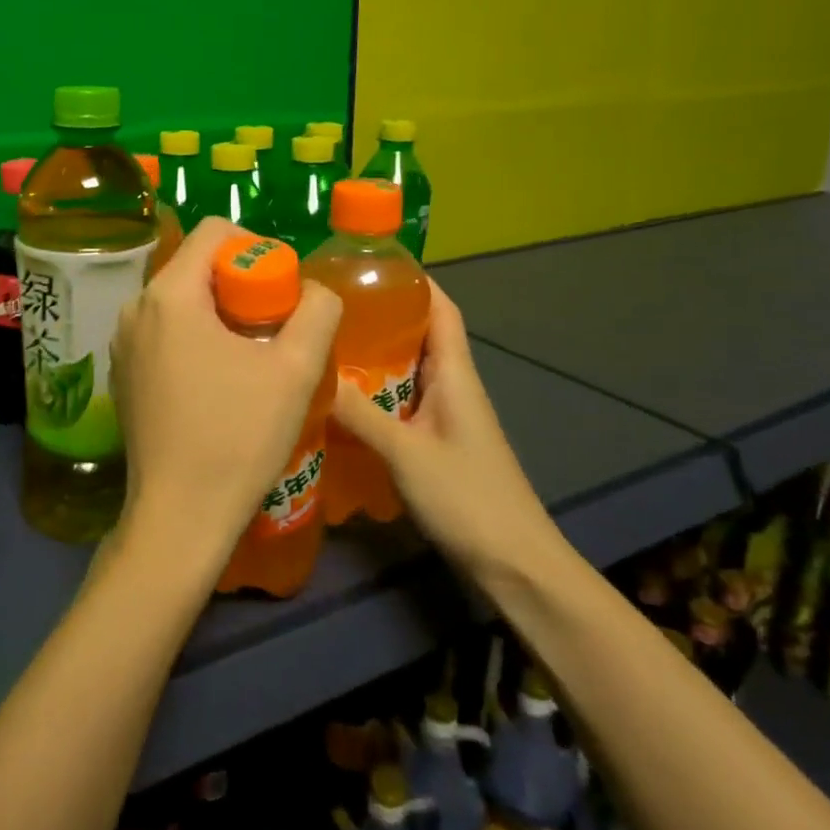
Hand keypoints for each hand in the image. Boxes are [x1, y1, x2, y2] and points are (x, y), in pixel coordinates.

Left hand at [111, 217, 341, 579]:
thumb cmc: (238, 437)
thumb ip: (317, 312)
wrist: (179, 516)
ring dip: (219, 311)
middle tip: (274, 324)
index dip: (257, 247)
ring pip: (179, 299)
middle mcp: (135, 308)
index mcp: (169, 294)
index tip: (281, 289)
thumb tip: (313, 290)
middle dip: (240, 283)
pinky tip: (218, 380)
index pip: (214, 231)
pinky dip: (194, 336)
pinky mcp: (122, 373)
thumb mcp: (296, 370)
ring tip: (250, 354)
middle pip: (195, 265)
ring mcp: (122, 342)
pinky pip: (163, 331)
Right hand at [330, 280, 563, 585]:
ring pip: (405, 370)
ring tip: (323, 344)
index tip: (367, 264)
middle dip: (378, 315)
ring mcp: (445, 416)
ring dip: (372, 356)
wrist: (515, 566)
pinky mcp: (435, 442)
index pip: (440, 308)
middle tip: (326, 306)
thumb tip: (314, 371)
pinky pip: (400, 402)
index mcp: (455, 373)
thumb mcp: (405, 452)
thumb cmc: (468, 498)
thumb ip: (359, 412)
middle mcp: (452, 385)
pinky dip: (373, 393)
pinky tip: (340, 401)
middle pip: (418, 334)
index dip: (412, 280)